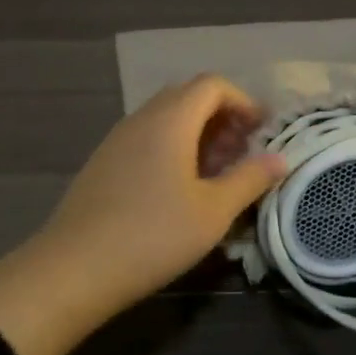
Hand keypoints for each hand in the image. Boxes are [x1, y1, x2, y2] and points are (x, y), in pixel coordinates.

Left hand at [0, 75, 285, 354]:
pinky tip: (179, 189)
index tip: (261, 131)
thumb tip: (280, 158)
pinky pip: (146, 138)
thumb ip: (250, 179)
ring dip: (197, 134)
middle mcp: (142, 118)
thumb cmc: (154, 235)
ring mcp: (117, 139)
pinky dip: (172, 148)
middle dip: (222, 117)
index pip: (212, 85)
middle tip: (242, 152)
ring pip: (165, 119)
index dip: (243, 101)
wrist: (75, 269)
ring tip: (216, 173)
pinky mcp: (103, 163)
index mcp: (171, 120)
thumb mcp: (213, 211)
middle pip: (188, 97)